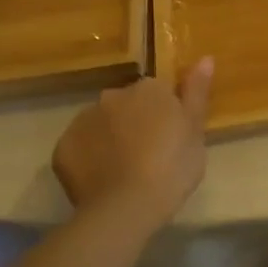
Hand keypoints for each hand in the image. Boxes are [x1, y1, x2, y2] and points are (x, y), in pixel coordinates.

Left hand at [52, 60, 213, 233]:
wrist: (126, 208)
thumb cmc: (172, 168)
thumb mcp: (196, 131)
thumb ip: (197, 92)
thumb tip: (205, 58)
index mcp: (148, 89)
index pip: (157, 92)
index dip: (163, 115)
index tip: (170, 139)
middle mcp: (113, 95)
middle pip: (126, 105)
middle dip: (134, 123)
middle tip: (149, 156)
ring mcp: (84, 120)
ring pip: (101, 124)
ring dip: (111, 138)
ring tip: (124, 171)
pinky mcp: (62, 148)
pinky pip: (80, 147)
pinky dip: (89, 158)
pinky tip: (102, 180)